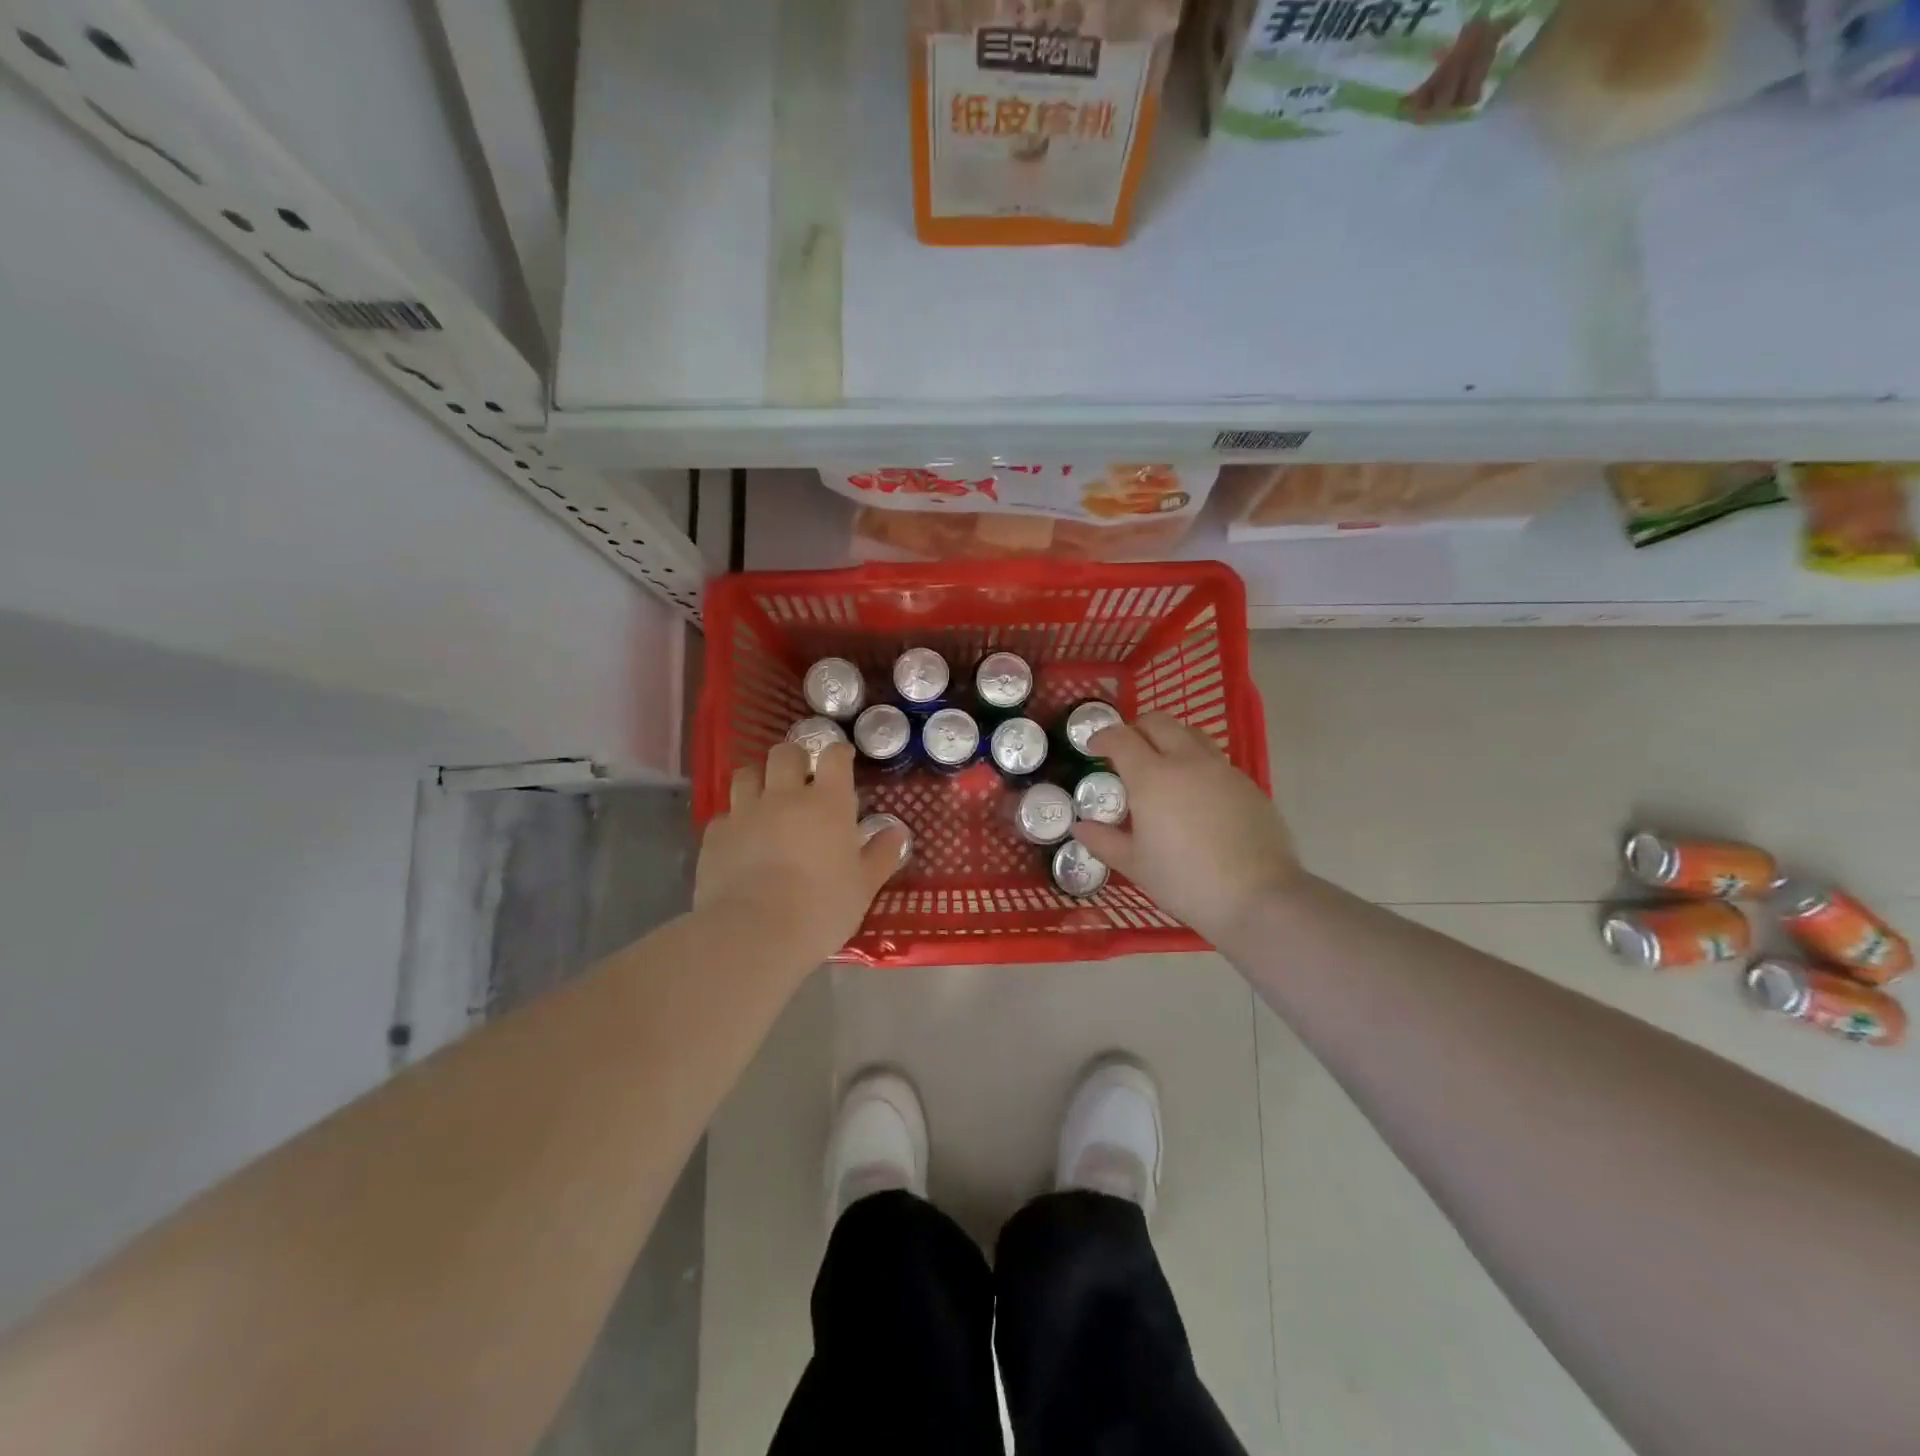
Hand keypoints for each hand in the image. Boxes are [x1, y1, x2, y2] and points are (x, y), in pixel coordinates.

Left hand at [694, 741, 907, 967]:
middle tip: (801, 779)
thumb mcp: (864, 887)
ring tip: (765, 800)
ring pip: (747, 774)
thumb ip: (881, 855)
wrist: (755, 934)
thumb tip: (897, 833)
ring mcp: (745, 812)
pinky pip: (724, 815)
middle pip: (785, 753)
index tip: (842, 761)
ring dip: (759, 780)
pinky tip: (740, 841)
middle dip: (794, 759)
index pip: (834, 757)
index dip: (838, 754)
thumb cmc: (822, 909)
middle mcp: (784, 796)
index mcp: (827, 803)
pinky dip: (734, 821)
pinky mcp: (714, 835)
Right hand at [1072, 713, 1300, 941]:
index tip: (1093, 747)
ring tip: (1162, 766)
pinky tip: (1195, 795)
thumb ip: (1104, 841)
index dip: (1102, 737)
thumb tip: (1080, 826)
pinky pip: (1215, 760)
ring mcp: (1222, 770)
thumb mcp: (1136, 865)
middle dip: (1136, 728)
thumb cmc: (1185, 882)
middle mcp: (1187, 761)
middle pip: (1159, 722)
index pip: (1121, 738)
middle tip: (1126, 751)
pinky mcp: (1248, 784)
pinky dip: (1196, 764)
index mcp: (1152, 777)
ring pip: (1191, 734)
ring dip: (1170, 739)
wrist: (1258, 898)